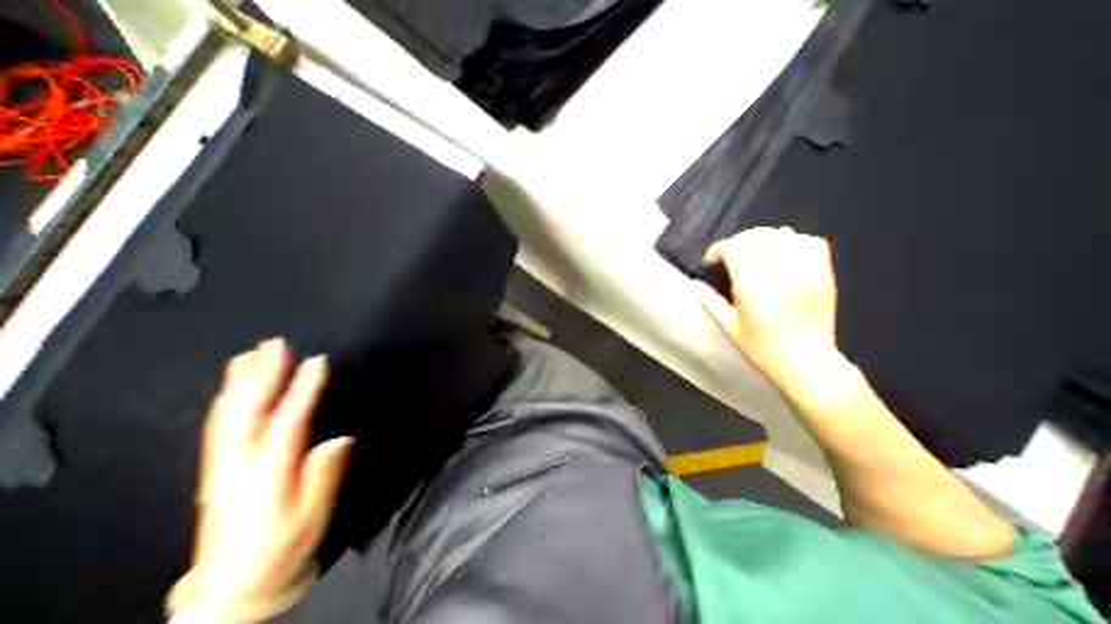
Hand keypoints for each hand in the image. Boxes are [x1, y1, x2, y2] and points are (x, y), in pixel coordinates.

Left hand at [175, 340, 351, 608]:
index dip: (304, 389)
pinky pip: (218, 427)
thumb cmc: (283, 545)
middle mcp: (239, 463)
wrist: (234, 585)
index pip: (289, 420)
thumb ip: (325, 473)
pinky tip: (231, 389)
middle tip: (274, 345)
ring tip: (250, 355)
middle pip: (249, 411)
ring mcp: (222, 466)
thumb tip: (341, 438)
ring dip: (240, 382)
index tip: (317, 362)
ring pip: (227, 415)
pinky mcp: (215, 471)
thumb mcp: (313, 513)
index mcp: (269, 471)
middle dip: (262, 374)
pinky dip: (226, 401)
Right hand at [692, 230, 841, 392]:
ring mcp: (806, 272)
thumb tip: (693, 284)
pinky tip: (784, 255)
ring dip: (764, 239)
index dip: (719, 249)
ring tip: (757, 254)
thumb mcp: (728, 327)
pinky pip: (811, 242)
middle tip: (732, 256)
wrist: (807, 364)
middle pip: (758, 235)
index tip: (713, 261)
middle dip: (739, 241)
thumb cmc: (762, 349)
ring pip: (784, 234)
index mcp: (753, 288)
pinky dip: (794, 242)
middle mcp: (780, 274)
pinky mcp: (823, 275)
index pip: (735, 248)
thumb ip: (709, 302)